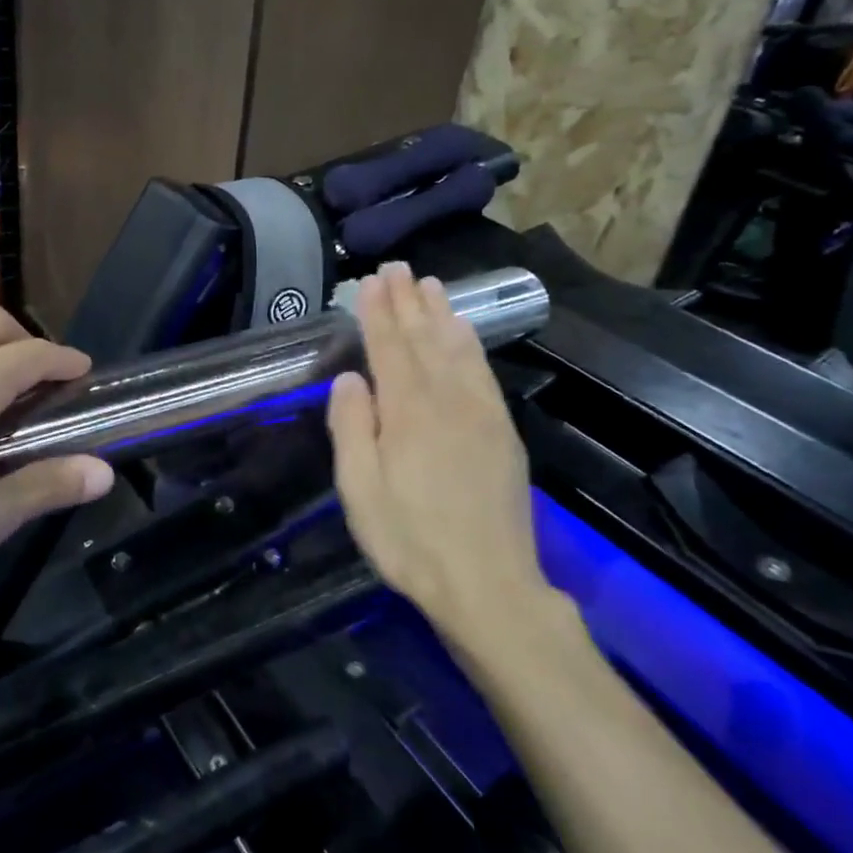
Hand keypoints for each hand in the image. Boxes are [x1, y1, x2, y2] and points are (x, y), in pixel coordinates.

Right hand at [326, 263, 551, 640]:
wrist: (488, 585)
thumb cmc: (409, 539)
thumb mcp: (360, 490)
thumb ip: (352, 428)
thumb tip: (350, 378)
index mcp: (407, 413)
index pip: (389, 349)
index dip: (378, 313)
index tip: (370, 282)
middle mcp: (446, 401)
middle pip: (423, 340)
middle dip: (407, 301)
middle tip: (396, 267)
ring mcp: (480, 414)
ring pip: (457, 349)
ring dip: (441, 314)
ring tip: (429, 284)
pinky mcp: (501, 431)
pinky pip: (483, 372)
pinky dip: (471, 344)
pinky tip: (464, 331)